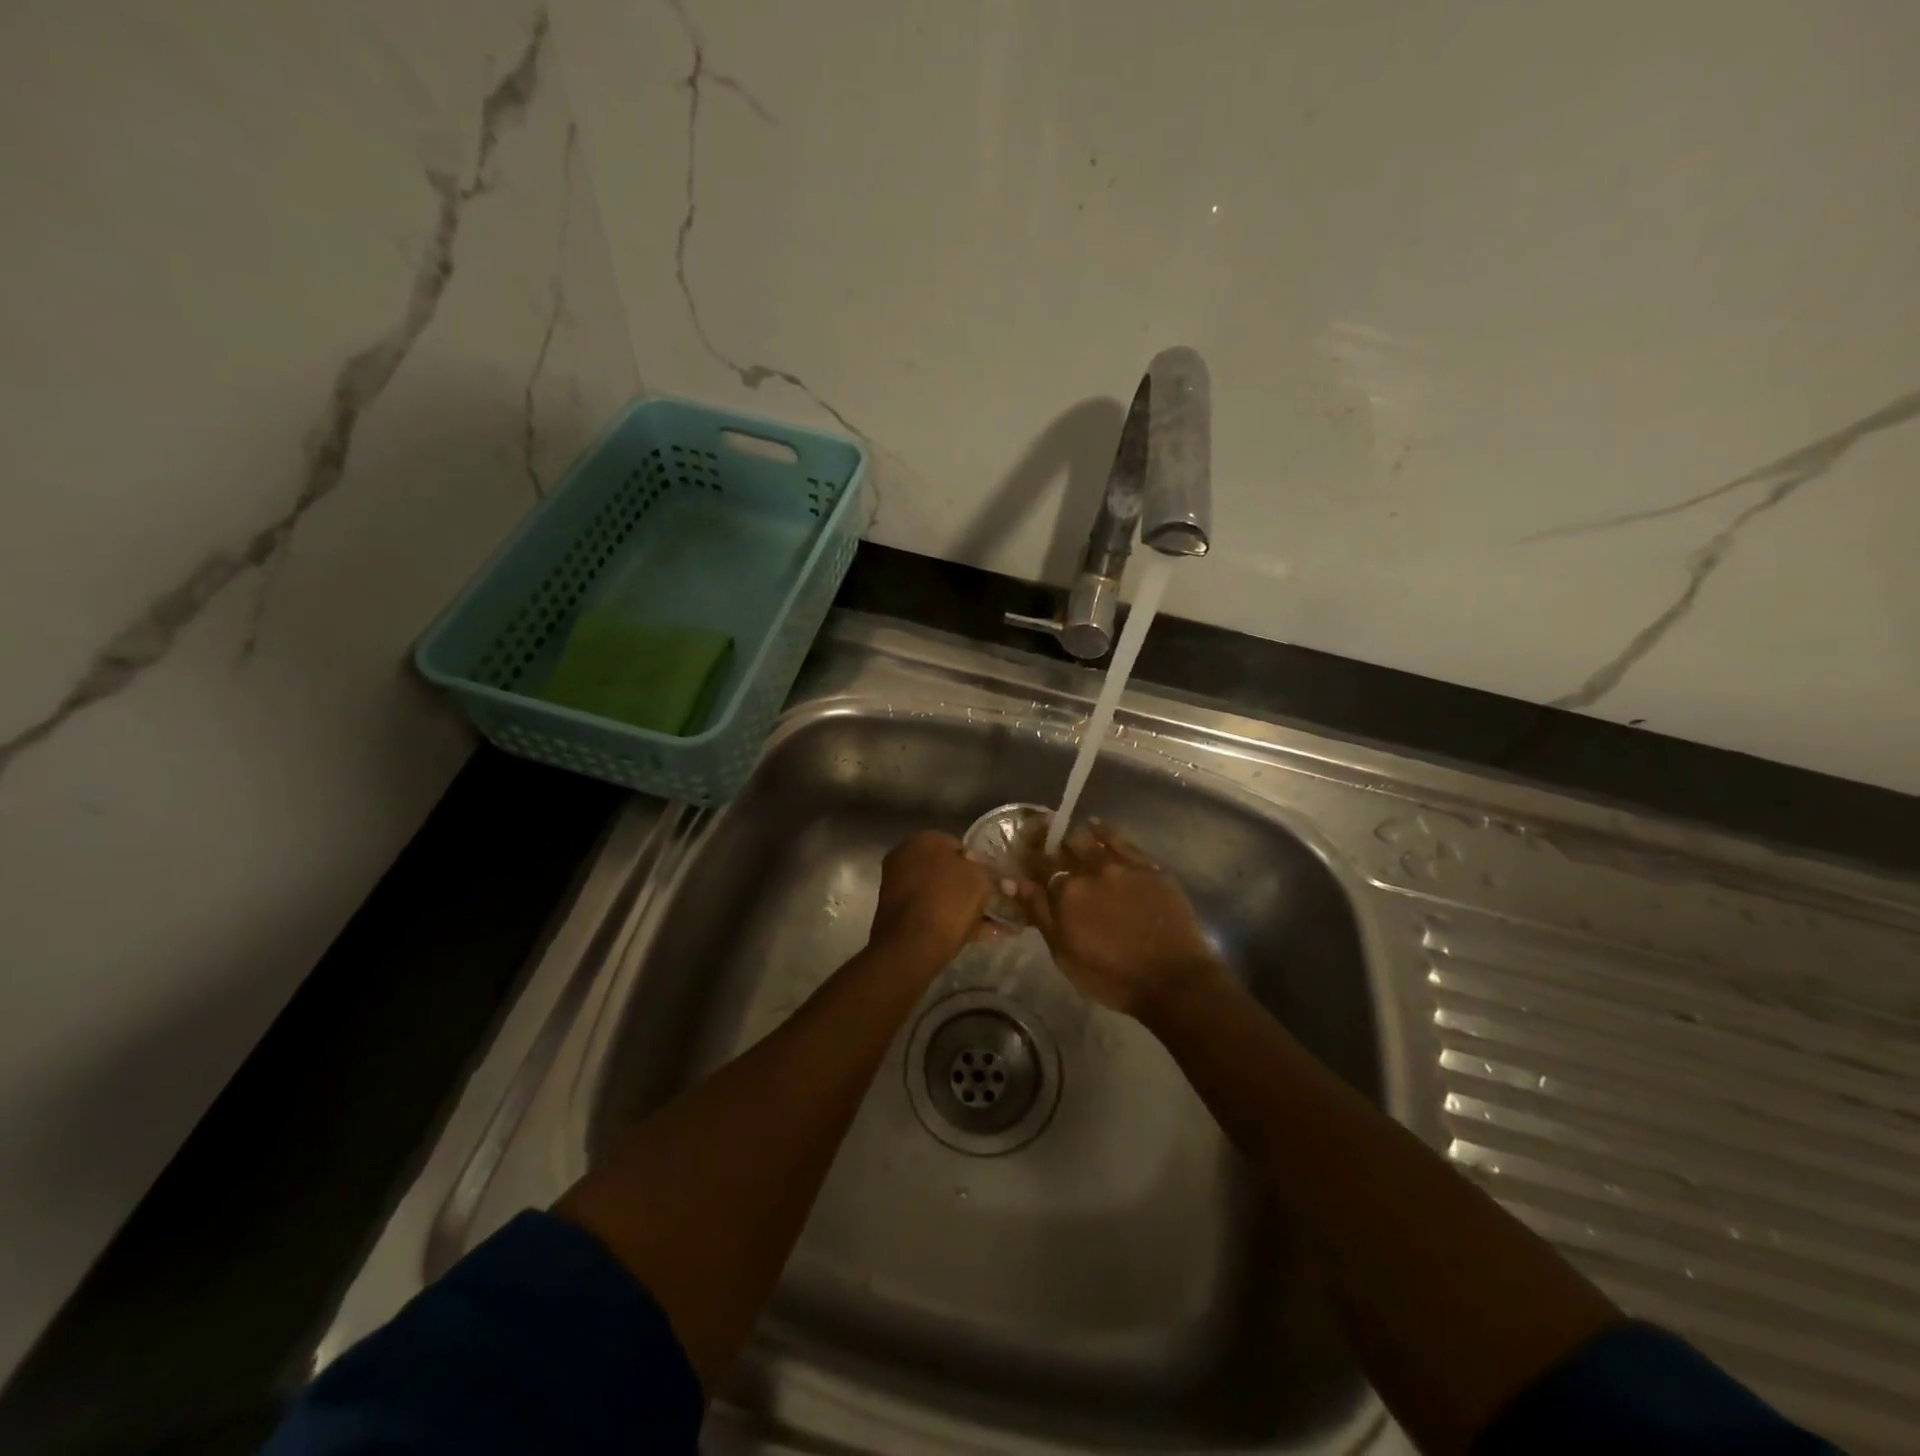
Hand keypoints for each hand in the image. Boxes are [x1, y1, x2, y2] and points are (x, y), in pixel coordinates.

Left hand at [869, 831, 994, 971]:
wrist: (912, 946)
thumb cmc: (948, 901)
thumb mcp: (980, 878)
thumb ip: (985, 869)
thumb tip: (981, 869)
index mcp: (923, 840)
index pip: (958, 845)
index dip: (980, 863)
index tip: (994, 880)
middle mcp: (905, 858)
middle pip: (947, 871)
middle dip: (970, 886)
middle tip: (994, 901)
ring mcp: (899, 888)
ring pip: (941, 894)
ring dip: (965, 907)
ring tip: (996, 923)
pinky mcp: (898, 916)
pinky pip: (933, 914)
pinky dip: (954, 922)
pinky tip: (983, 936)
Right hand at [1017, 824, 1223, 1016]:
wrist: (1172, 980)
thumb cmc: (1111, 976)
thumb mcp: (1064, 953)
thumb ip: (1039, 913)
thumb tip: (1013, 882)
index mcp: (1066, 893)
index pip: (1042, 869)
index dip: (1036, 867)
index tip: (1034, 869)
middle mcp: (1091, 871)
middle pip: (1066, 849)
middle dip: (1057, 850)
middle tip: (1056, 856)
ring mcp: (1123, 866)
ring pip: (1092, 839)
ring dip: (1078, 839)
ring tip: (1074, 840)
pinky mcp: (1149, 867)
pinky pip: (1122, 841)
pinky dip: (1105, 832)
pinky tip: (1098, 828)